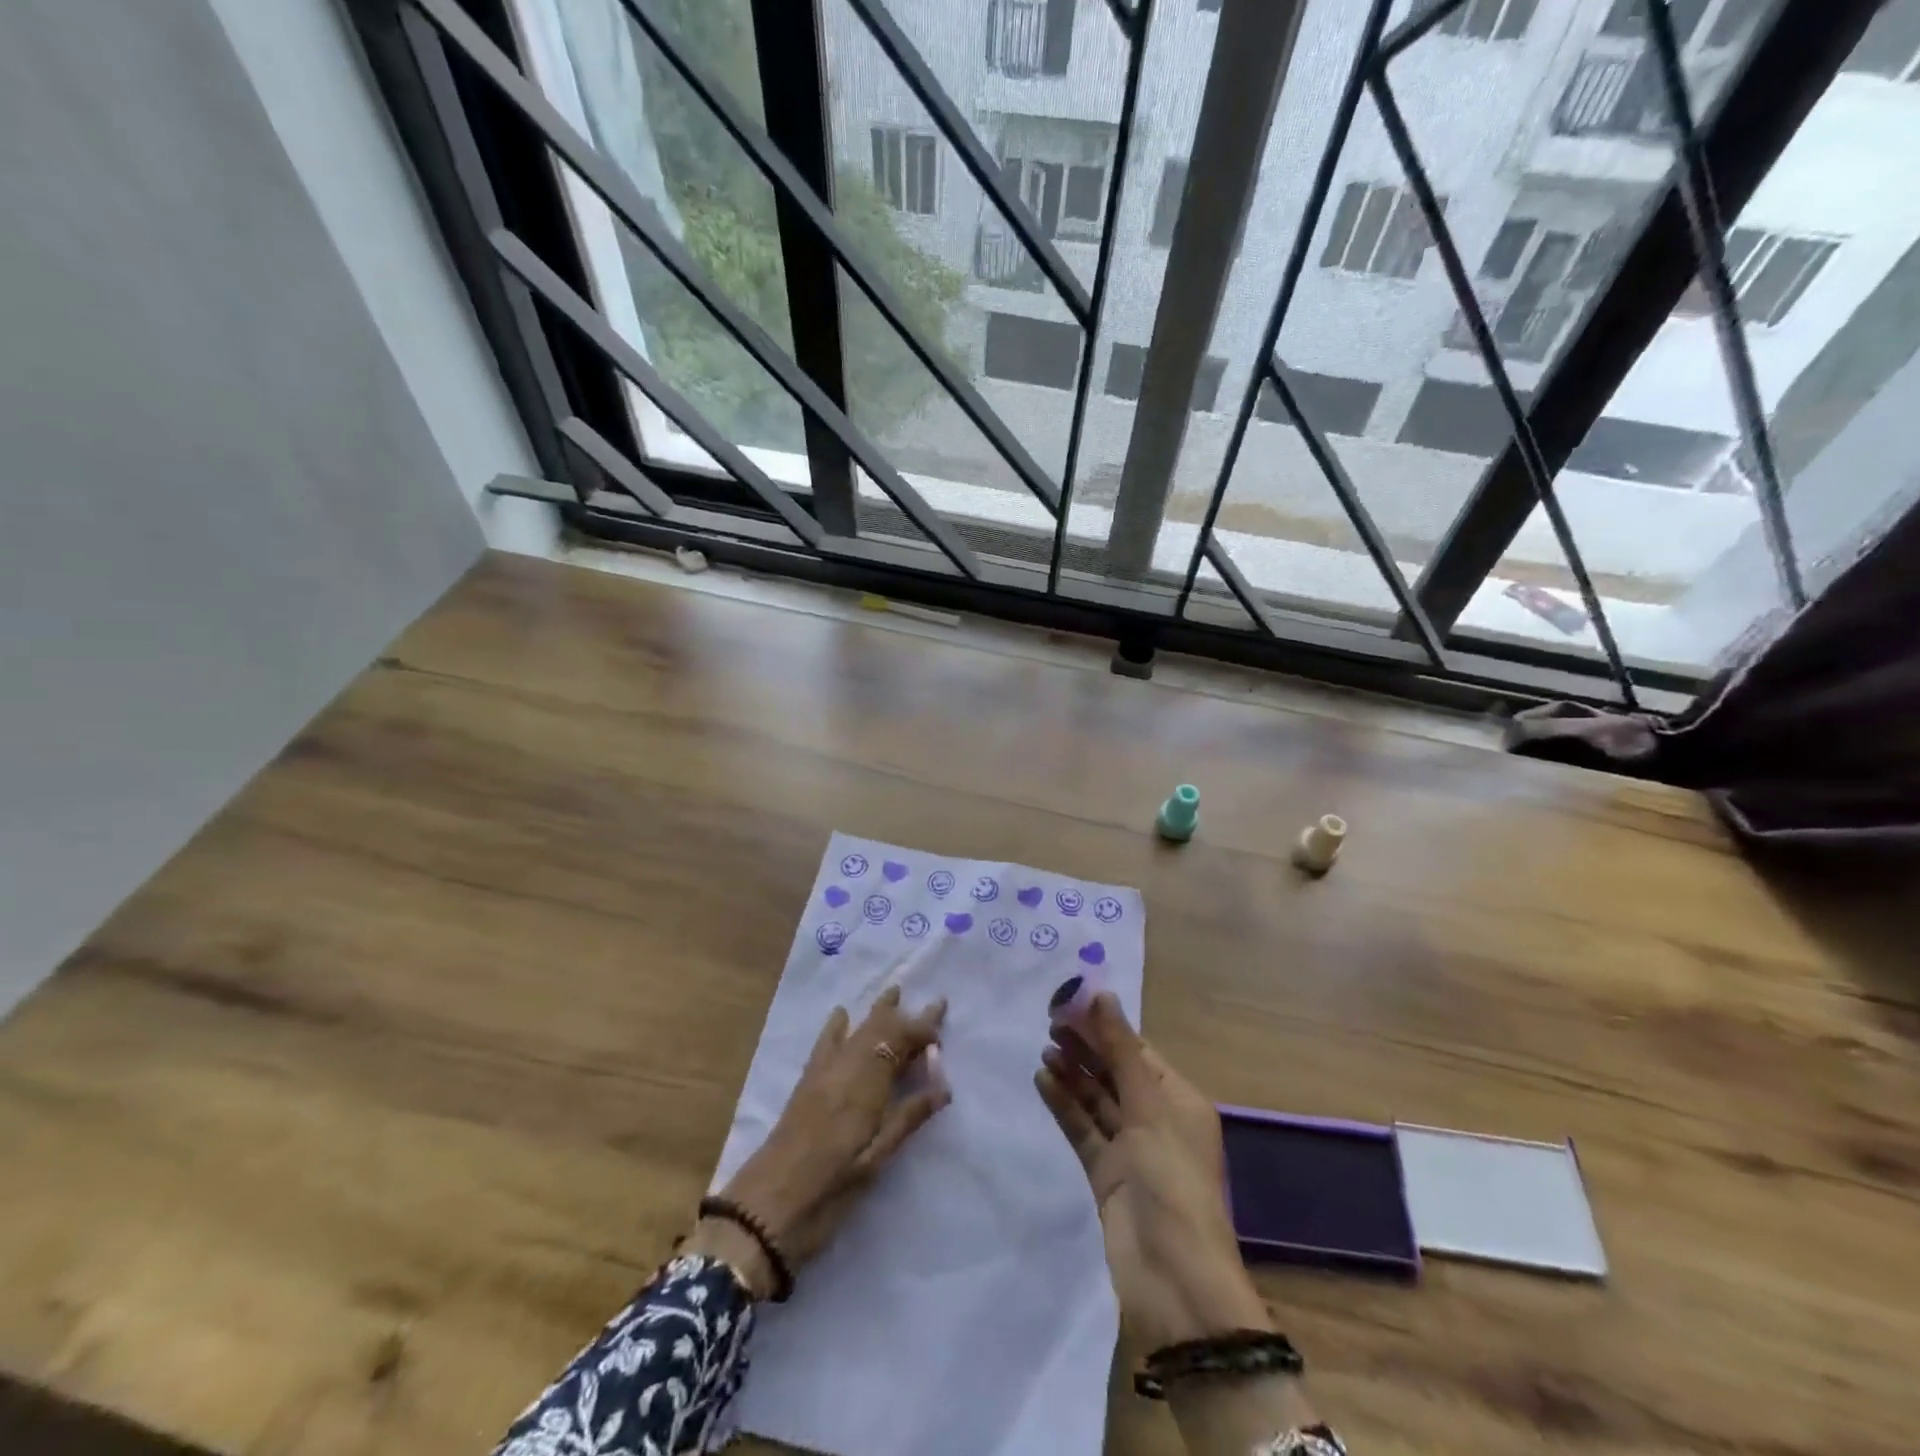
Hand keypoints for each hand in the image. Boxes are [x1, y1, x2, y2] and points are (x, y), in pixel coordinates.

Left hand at [689, 987, 949, 1296]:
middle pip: (879, 1030)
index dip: (923, 1030)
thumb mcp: (877, 1158)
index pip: (900, 1041)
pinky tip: (841, 1014)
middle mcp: (846, 1067)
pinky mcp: (806, 1084)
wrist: (767, 1208)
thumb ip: (909, 1116)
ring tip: (894, 992)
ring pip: (856, 1031)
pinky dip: (837, 1027)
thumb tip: (944, 1085)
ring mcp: (823, 1073)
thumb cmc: (830, 1189)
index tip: (942, 1025)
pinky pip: (825, 1044)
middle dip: (906, 1015)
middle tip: (934, 1002)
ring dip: (877, 1012)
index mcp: (866, 1083)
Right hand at [1035, 994, 1271, 1350]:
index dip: (1106, 1026)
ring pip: (1097, 1100)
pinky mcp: (1106, 1174)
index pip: (1138, 1051)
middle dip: (1086, 1047)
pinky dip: (1064, 1105)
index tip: (1071, 1002)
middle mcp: (1157, 1120)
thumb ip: (1121, 1051)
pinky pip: (1083, 1129)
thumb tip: (1102, 995)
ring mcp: (1131, 1149)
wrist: (1172, 1281)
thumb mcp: (1149, 1108)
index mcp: (1179, 1101)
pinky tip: (1042, 1081)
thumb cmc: (1171, 1181)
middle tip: (1049, 1021)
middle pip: (1116, 1072)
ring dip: (1073, 1074)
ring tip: (1043, 1048)